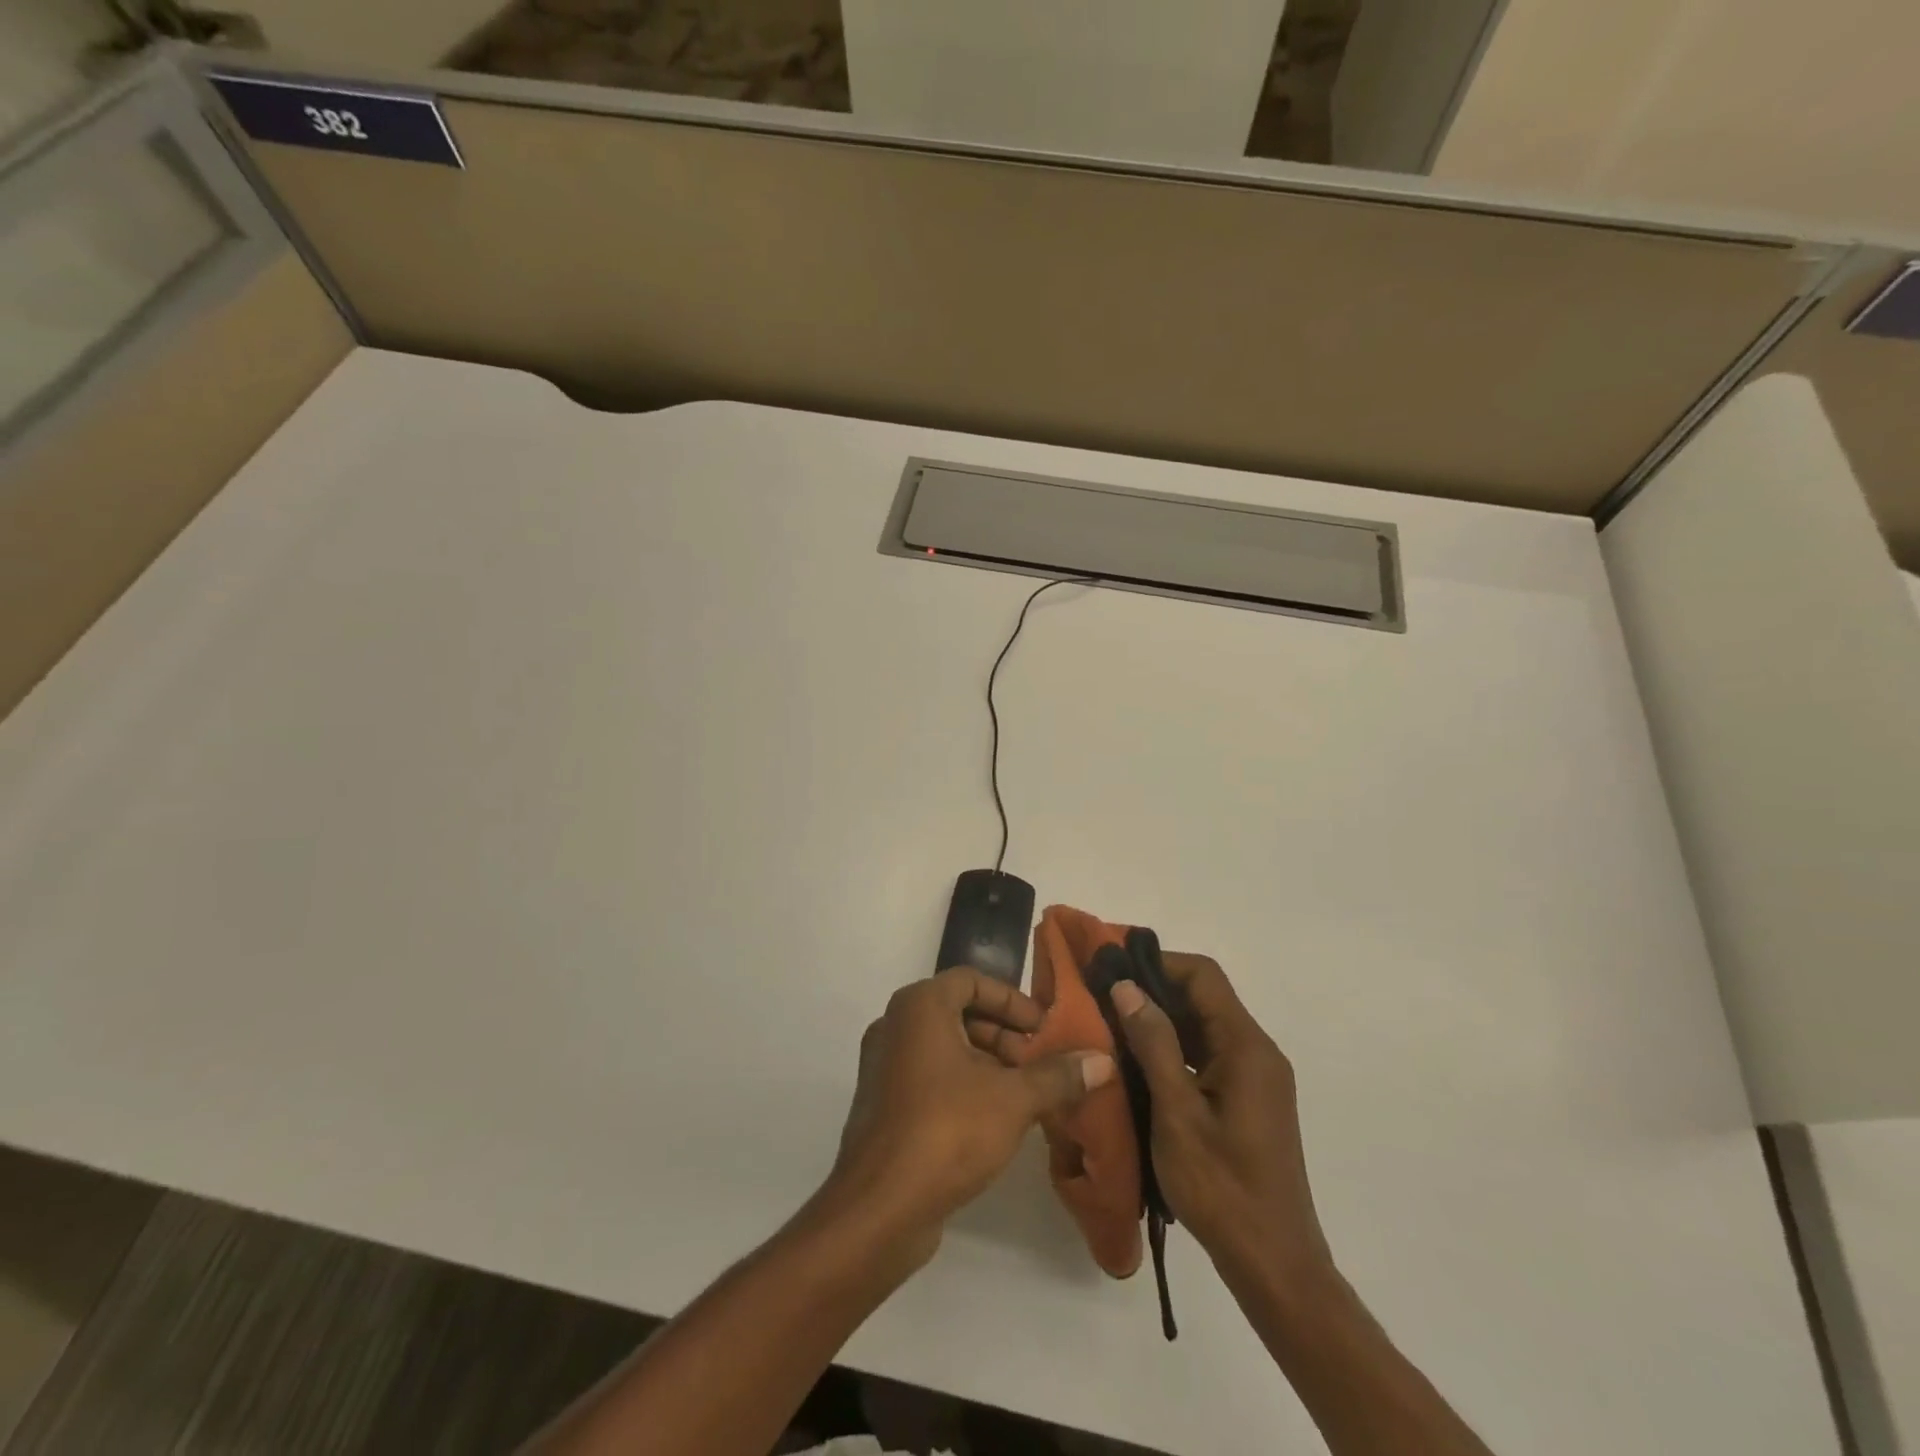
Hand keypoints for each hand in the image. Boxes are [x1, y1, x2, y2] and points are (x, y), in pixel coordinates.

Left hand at [823, 966, 1115, 1266]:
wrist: (879, 1207)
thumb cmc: (947, 1130)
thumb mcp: (1013, 1099)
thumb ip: (1058, 1076)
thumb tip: (1103, 1060)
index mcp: (920, 1006)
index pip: (973, 981)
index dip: (1013, 1001)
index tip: (1045, 1029)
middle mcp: (896, 1025)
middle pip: (960, 1013)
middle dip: (1005, 1035)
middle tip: (1042, 1064)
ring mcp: (884, 1065)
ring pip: (946, 1047)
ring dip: (988, 1063)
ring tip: (1028, 1095)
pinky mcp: (883, 1103)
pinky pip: (930, 1076)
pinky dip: (964, 1085)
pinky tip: (997, 1119)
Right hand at [1112, 956, 1332, 1284]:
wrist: (1274, 1264)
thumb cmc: (1222, 1188)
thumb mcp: (1177, 1114)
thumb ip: (1154, 1044)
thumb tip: (1126, 986)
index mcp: (1247, 1047)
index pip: (1203, 976)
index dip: (1158, 963)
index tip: (1113, 970)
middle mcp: (1257, 1051)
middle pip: (1204, 997)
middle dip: (1154, 990)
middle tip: (1103, 997)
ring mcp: (1255, 1077)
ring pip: (1204, 1026)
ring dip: (1161, 1020)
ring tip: (1112, 1025)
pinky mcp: (1248, 1099)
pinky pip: (1208, 1054)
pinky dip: (1174, 1048)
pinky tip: (1138, 1064)